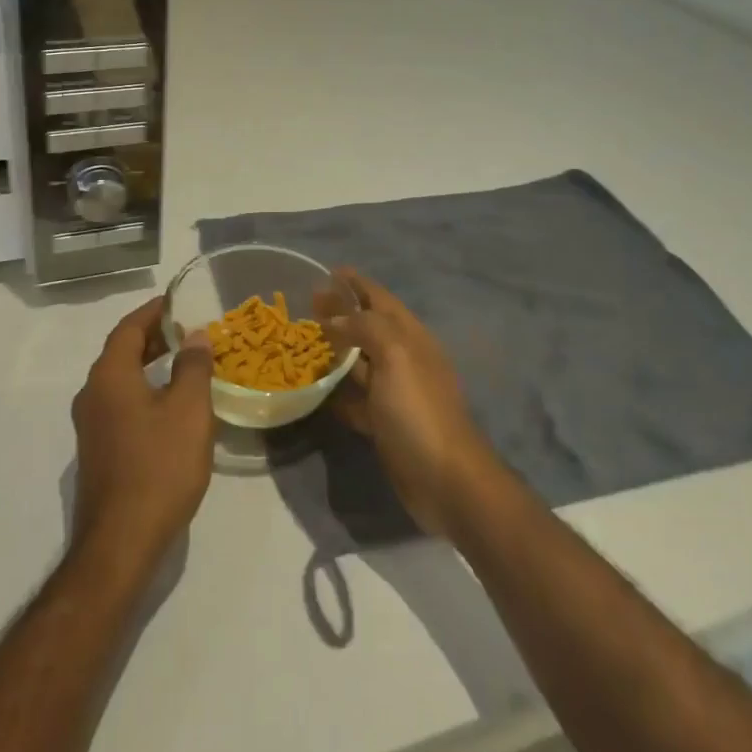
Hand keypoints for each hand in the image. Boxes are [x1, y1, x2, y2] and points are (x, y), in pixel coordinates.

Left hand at [69, 298, 215, 577]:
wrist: (121, 542)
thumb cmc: (159, 467)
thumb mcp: (188, 411)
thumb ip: (193, 367)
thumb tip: (194, 335)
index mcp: (109, 376)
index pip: (128, 328)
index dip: (153, 311)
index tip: (178, 300)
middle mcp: (92, 394)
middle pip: (121, 351)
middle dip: (153, 336)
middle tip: (187, 329)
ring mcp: (91, 425)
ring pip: (120, 379)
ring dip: (149, 364)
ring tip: (184, 362)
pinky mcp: (97, 450)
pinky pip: (120, 403)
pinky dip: (144, 389)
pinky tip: (169, 405)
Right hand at [320, 269, 501, 538]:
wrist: (447, 480)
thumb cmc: (419, 411)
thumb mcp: (396, 356)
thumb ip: (365, 328)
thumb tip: (335, 318)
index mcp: (410, 337)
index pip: (379, 298)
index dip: (356, 283)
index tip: (328, 271)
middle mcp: (403, 359)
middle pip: (367, 326)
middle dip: (340, 312)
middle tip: (306, 303)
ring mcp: (395, 393)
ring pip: (360, 362)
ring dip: (336, 349)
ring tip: (304, 340)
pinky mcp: (385, 423)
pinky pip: (356, 398)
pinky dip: (337, 390)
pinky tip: (317, 389)